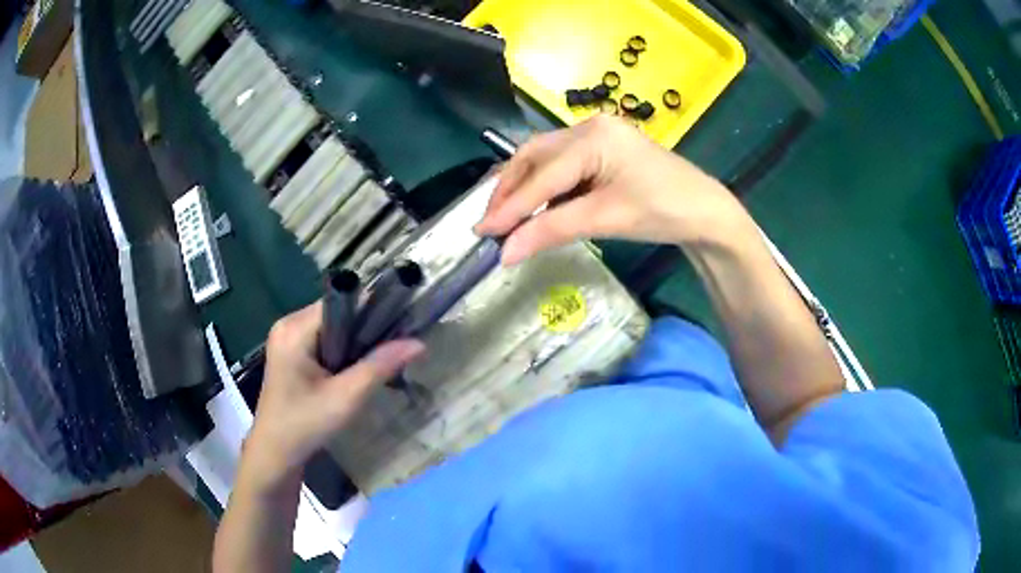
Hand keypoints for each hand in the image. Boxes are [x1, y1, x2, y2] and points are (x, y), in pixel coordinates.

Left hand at [241, 302, 424, 490]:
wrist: (275, 454)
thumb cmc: (305, 425)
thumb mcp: (346, 397)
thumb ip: (380, 366)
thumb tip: (418, 342)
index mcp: (294, 328)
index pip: (342, 302)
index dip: (373, 310)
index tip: (403, 323)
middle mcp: (288, 324)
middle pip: (338, 313)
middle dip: (366, 329)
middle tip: (396, 348)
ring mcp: (287, 339)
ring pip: (334, 328)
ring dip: (357, 342)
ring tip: (383, 358)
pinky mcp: (291, 353)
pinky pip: (324, 341)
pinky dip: (344, 351)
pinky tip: (358, 369)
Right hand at [475, 115, 750, 264]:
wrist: (706, 213)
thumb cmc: (663, 211)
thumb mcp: (605, 219)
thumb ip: (552, 231)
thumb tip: (505, 254)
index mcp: (593, 136)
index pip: (541, 175)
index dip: (509, 207)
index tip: (481, 232)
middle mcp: (588, 127)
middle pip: (535, 156)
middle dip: (510, 189)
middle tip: (490, 222)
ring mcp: (597, 135)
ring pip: (545, 159)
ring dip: (524, 187)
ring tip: (507, 217)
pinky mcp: (602, 149)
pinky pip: (562, 165)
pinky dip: (545, 187)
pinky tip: (537, 207)